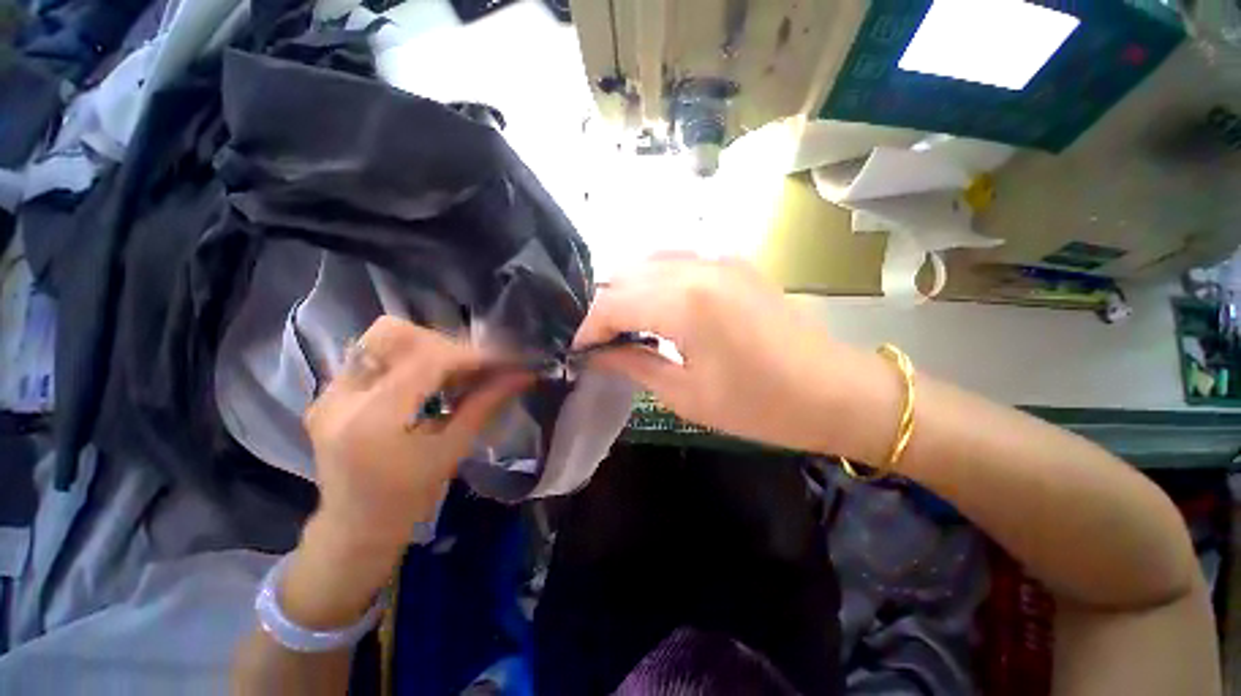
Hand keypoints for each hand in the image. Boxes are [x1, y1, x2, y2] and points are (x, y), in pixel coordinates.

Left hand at [282, 317, 526, 628]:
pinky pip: (373, 355)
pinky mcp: (328, 394)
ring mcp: (328, 394)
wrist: (355, 527)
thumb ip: (485, 404)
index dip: (470, 355)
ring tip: (453, 372)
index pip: (426, 361)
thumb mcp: (452, 450)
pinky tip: (428, 381)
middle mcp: (340, 398)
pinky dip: (408, 359)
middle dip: (444, 344)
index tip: (503, 360)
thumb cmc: (409, 498)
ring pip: (381, 339)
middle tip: (474, 366)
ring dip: (426, 348)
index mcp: (372, 421)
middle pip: (395, 335)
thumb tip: (522, 375)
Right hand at [575, 257, 896, 459]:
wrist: (834, 391)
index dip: (588, 328)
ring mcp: (719, 258)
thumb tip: (596, 355)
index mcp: (685, 302)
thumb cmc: (760, 405)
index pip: (612, 303)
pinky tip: (655, 308)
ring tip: (623, 327)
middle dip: (603, 309)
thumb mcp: (686, 395)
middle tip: (599, 343)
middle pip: (625, 276)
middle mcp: (697, 266)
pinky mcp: (733, 262)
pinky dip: (654, 281)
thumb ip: (633, 365)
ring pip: (648, 262)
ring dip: (627, 292)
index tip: (578, 351)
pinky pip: (676, 261)